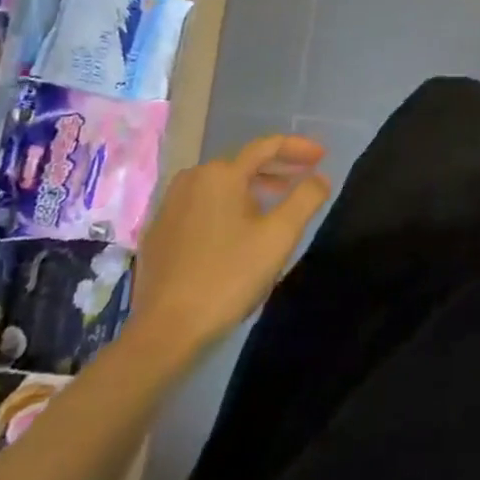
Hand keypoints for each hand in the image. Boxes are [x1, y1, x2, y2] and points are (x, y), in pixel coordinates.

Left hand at [124, 135, 330, 368]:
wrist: (166, 332)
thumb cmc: (228, 277)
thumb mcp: (280, 236)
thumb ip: (306, 198)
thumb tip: (320, 177)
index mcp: (220, 174)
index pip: (267, 147)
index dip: (299, 148)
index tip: (322, 157)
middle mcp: (191, 180)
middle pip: (242, 164)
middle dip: (276, 169)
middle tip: (303, 179)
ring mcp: (168, 206)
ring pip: (220, 186)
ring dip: (252, 188)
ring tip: (274, 205)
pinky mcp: (157, 233)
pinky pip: (200, 206)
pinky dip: (225, 207)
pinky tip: (237, 231)